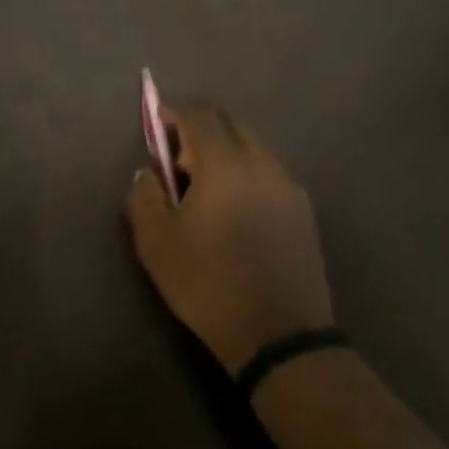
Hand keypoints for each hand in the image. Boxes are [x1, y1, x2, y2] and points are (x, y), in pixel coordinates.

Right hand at [125, 104, 332, 373]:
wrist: (280, 337)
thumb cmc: (209, 285)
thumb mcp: (156, 243)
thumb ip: (144, 197)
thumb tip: (148, 173)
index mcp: (225, 166)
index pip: (199, 116)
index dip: (174, 112)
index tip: (155, 119)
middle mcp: (263, 165)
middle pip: (230, 124)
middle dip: (199, 130)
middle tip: (176, 160)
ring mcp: (289, 187)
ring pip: (253, 147)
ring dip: (224, 152)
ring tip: (203, 188)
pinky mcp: (304, 212)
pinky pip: (268, 172)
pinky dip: (245, 172)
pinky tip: (233, 209)